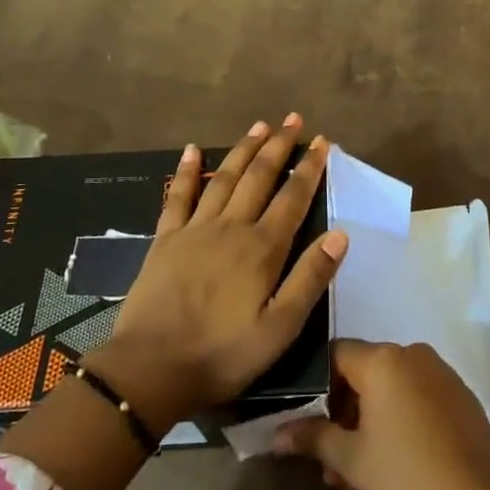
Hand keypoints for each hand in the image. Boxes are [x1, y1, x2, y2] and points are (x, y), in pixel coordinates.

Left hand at [89, 115, 348, 432]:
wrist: (149, 369)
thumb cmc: (222, 354)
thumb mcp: (279, 329)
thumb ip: (309, 279)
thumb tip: (339, 234)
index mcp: (262, 249)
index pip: (293, 198)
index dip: (310, 168)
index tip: (323, 142)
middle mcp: (231, 228)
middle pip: (259, 177)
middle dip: (279, 146)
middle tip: (294, 120)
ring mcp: (195, 230)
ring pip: (224, 178)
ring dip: (243, 149)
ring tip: (260, 125)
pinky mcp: (165, 239)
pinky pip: (178, 196)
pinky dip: (187, 171)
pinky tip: (193, 150)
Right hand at [274, 339, 489, 489]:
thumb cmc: (407, 475)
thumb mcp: (351, 459)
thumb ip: (312, 438)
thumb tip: (275, 434)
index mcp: (383, 359)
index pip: (334, 355)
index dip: (314, 386)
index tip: (305, 421)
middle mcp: (412, 354)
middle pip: (363, 373)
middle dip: (341, 413)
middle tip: (328, 459)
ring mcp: (441, 373)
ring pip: (390, 389)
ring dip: (368, 422)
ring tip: (356, 473)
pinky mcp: (460, 395)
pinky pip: (416, 397)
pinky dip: (398, 420)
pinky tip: (392, 462)